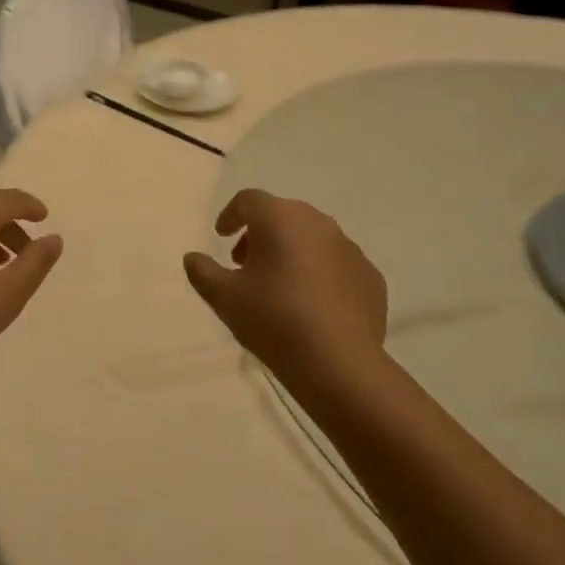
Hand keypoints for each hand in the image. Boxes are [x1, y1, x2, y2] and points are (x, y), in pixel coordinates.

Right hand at [183, 189, 386, 383]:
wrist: (339, 363)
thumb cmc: (274, 320)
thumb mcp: (224, 297)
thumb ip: (203, 272)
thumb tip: (193, 258)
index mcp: (280, 218)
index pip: (249, 200)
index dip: (231, 215)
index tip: (221, 237)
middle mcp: (318, 223)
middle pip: (282, 215)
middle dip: (260, 234)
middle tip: (245, 264)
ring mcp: (350, 248)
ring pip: (312, 239)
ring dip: (291, 252)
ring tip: (278, 287)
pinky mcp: (370, 276)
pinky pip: (337, 265)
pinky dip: (320, 274)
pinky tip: (311, 305)